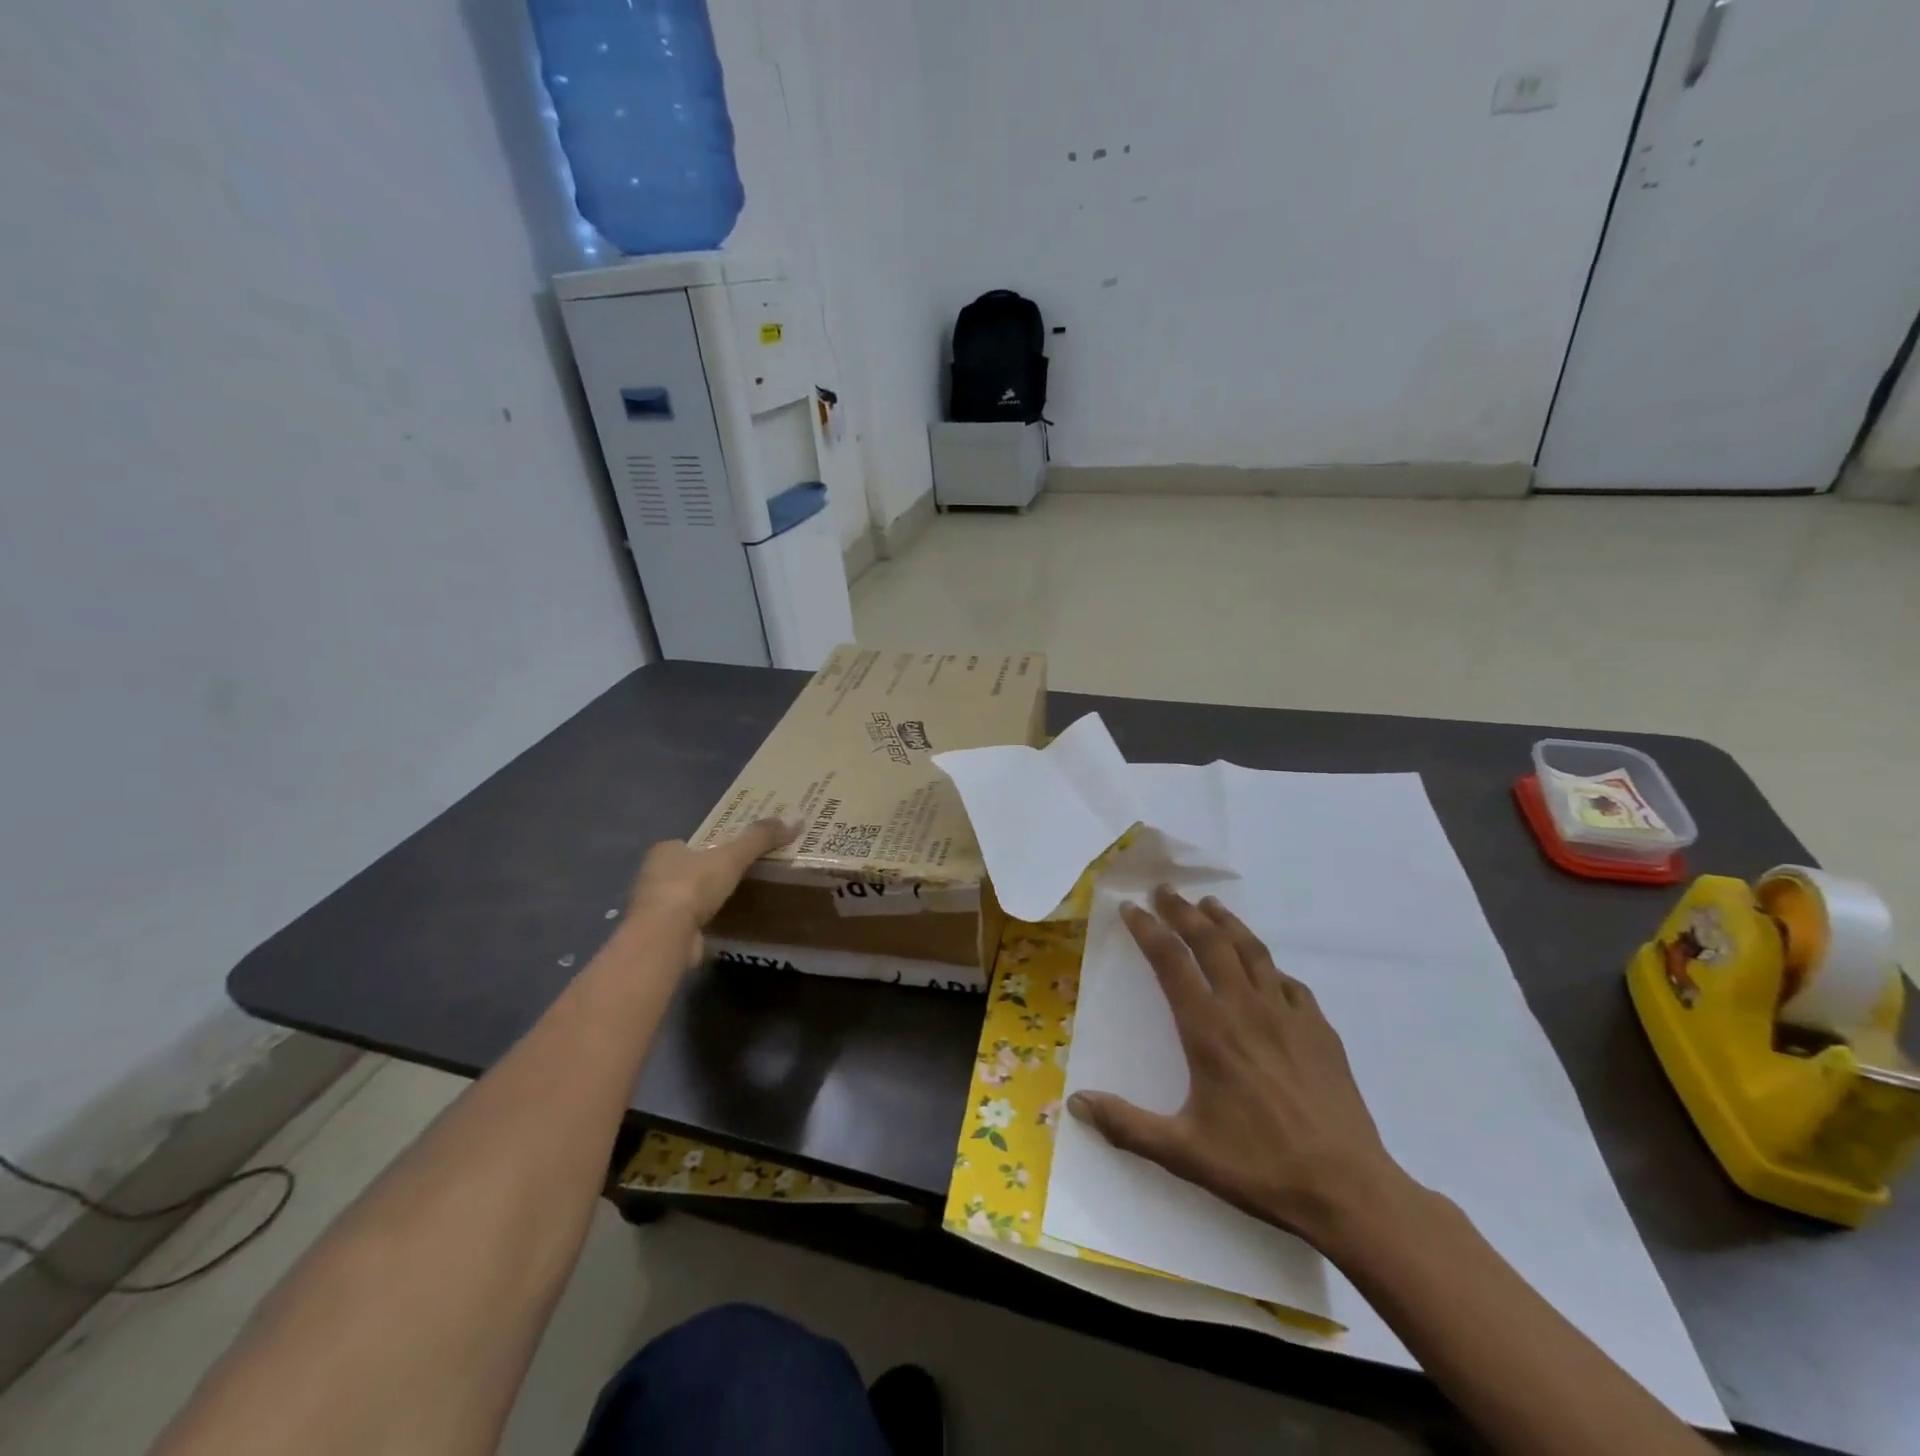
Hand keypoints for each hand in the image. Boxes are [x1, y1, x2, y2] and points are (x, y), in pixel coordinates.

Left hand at [627, 817, 796, 966]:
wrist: (665, 936)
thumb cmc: (693, 886)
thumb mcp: (733, 856)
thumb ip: (760, 838)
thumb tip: (796, 819)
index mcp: (664, 851)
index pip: (687, 844)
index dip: (707, 847)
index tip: (729, 852)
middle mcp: (652, 876)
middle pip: (684, 869)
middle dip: (705, 873)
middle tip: (736, 875)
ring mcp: (653, 908)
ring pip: (683, 897)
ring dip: (701, 900)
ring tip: (733, 900)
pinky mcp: (659, 934)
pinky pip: (684, 922)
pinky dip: (700, 922)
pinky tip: (718, 924)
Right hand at [1068, 886, 1412, 1249]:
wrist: (1348, 1189)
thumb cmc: (1260, 1167)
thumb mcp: (1184, 1153)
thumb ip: (1126, 1125)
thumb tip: (1076, 1103)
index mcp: (1209, 1030)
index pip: (1172, 962)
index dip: (1148, 930)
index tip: (1131, 908)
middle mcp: (1246, 1009)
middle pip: (1210, 942)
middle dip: (1183, 911)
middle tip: (1165, 889)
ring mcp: (1288, 1015)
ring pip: (1252, 951)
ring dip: (1227, 922)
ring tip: (1210, 905)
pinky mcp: (1320, 1029)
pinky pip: (1288, 982)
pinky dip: (1268, 965)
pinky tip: (1265, 968)